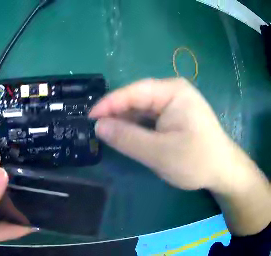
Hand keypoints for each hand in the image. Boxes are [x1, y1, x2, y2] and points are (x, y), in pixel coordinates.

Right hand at [89, 78, 254, 191]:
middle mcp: (174, 91)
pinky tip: (132, 136)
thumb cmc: (195, 160)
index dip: (110, 104)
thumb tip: (99, 127)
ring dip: (129, 121)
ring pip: (146, 109)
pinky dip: (141, 127)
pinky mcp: (178, 115)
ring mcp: (177, 102)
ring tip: (110, 133)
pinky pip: (154, 117)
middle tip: (97, 129)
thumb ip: (128, 139)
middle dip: (119, 113)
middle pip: (139, 99)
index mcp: (172, 91)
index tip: (90, 117)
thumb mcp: (160, 153)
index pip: (134, 92)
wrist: (221, 169)